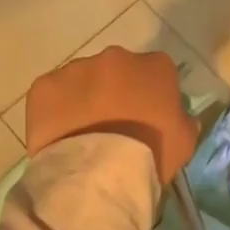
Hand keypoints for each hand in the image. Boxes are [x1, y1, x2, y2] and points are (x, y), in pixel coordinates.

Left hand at [25, 47, 198, 185]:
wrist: (100, 172)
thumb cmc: (151, 154)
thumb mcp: (185, 140)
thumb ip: (182, 119)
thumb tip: (177, 116)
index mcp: (155, 66)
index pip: (156, 71)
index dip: (150, 94)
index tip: (146, 116)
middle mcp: (116, 57)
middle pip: (116, 70)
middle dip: (114, 91)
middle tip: (111, 125)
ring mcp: (76, 68)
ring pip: (81, 80)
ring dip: (83, 99)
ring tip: (82, 134)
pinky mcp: (44, 86)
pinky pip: (50, 94)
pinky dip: (53, 110)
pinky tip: (58, 135)